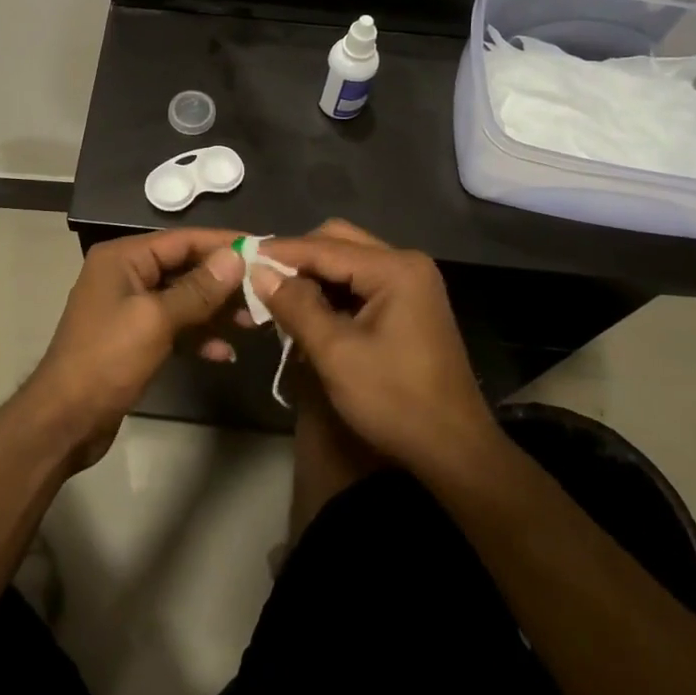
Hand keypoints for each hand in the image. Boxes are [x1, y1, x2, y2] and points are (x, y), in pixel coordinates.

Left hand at [24, 229, 246, 467]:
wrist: (66, 420)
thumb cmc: (107, 359)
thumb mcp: (156, 320)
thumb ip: (198, 289)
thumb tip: (236, 258)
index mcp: (123, 258)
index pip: (182, 240)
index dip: (223, 244)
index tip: (264, 249)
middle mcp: (126, 275)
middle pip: (185, 268)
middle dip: (223, 282)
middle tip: (266, 292)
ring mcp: (129, 307)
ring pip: (183, 299)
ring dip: (216, 311)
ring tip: (255, 324)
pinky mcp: (135, 338)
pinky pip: (174, 327)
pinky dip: (198, 336)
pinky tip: (226, 354)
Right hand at [252, 221, 494, 477]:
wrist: (454, 450)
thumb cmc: (395, 400)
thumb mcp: (336, 353)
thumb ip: (295, 306)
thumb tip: (258, 271)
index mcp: (395, 269)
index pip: (325, 247)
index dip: (280, 252)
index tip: (241, 257)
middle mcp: (406, 264)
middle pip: (338, 243)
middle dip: (298, 260)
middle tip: (260, 280)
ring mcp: (411, 284)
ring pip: (348, 263)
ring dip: (313, 277)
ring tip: (276, 298)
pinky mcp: (409, 305)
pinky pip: (361, 284)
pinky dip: (332, 294)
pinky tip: (307, 313)